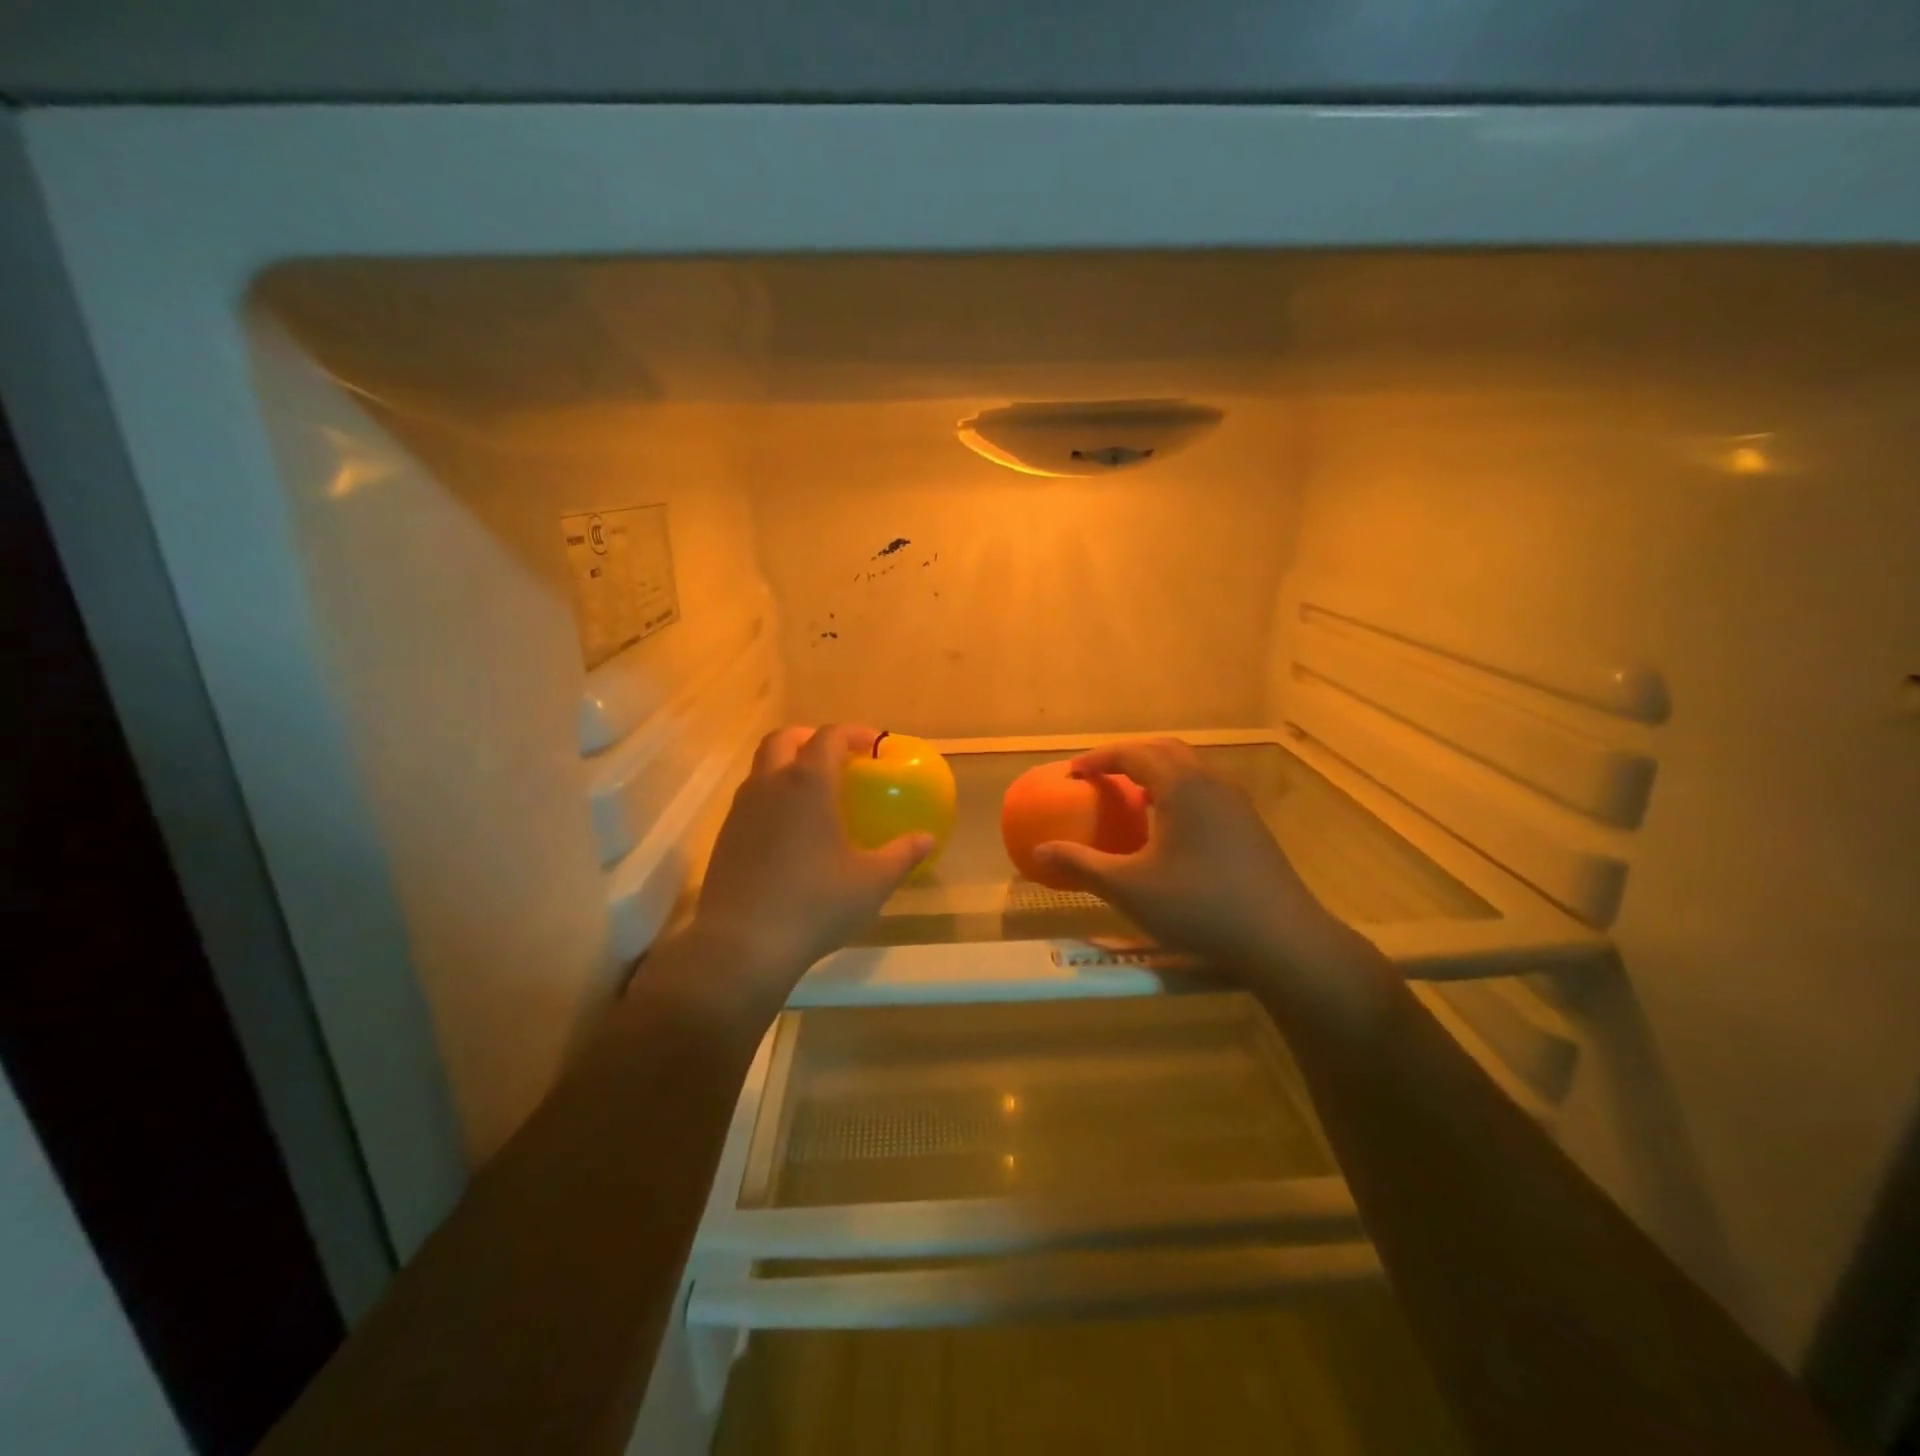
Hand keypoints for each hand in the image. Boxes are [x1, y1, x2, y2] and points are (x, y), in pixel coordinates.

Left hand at [679, 724, 933, 1011]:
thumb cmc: (815, 905)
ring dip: (788, 765)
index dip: (853, 733)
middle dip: (811, 738)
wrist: (741, 945)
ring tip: (815, 794)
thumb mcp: (871, 882)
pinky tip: (791, 830)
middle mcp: (770, 785)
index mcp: (808, 784)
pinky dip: (773, 795)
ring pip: (762, 767)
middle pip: (784, 739)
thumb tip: (927, 839)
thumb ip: (902, 855)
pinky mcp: (725, 835)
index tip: (873, 745)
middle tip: (837, 758)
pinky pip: (751, 797)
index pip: (829, 737)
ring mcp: (741, 809)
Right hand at [1032, 737, 1336, 972]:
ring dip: (1156, 773)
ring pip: (1190, 769)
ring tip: (1131, 798)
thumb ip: (1081, 865)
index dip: (1099, 758)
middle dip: (1128, 757)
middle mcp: (1211, 783)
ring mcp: (1236, 802)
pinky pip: (1205, 789)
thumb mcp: (1130, 889)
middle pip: (1164, 750)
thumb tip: (1039, 852)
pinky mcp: (1250, 825)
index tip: (1073, 773)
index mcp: (1182, 787)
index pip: (1133, 753)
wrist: (1282, 939)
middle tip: (1100, 776)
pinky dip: (1177, 791)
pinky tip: (1169, 828)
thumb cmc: (1200, 907)